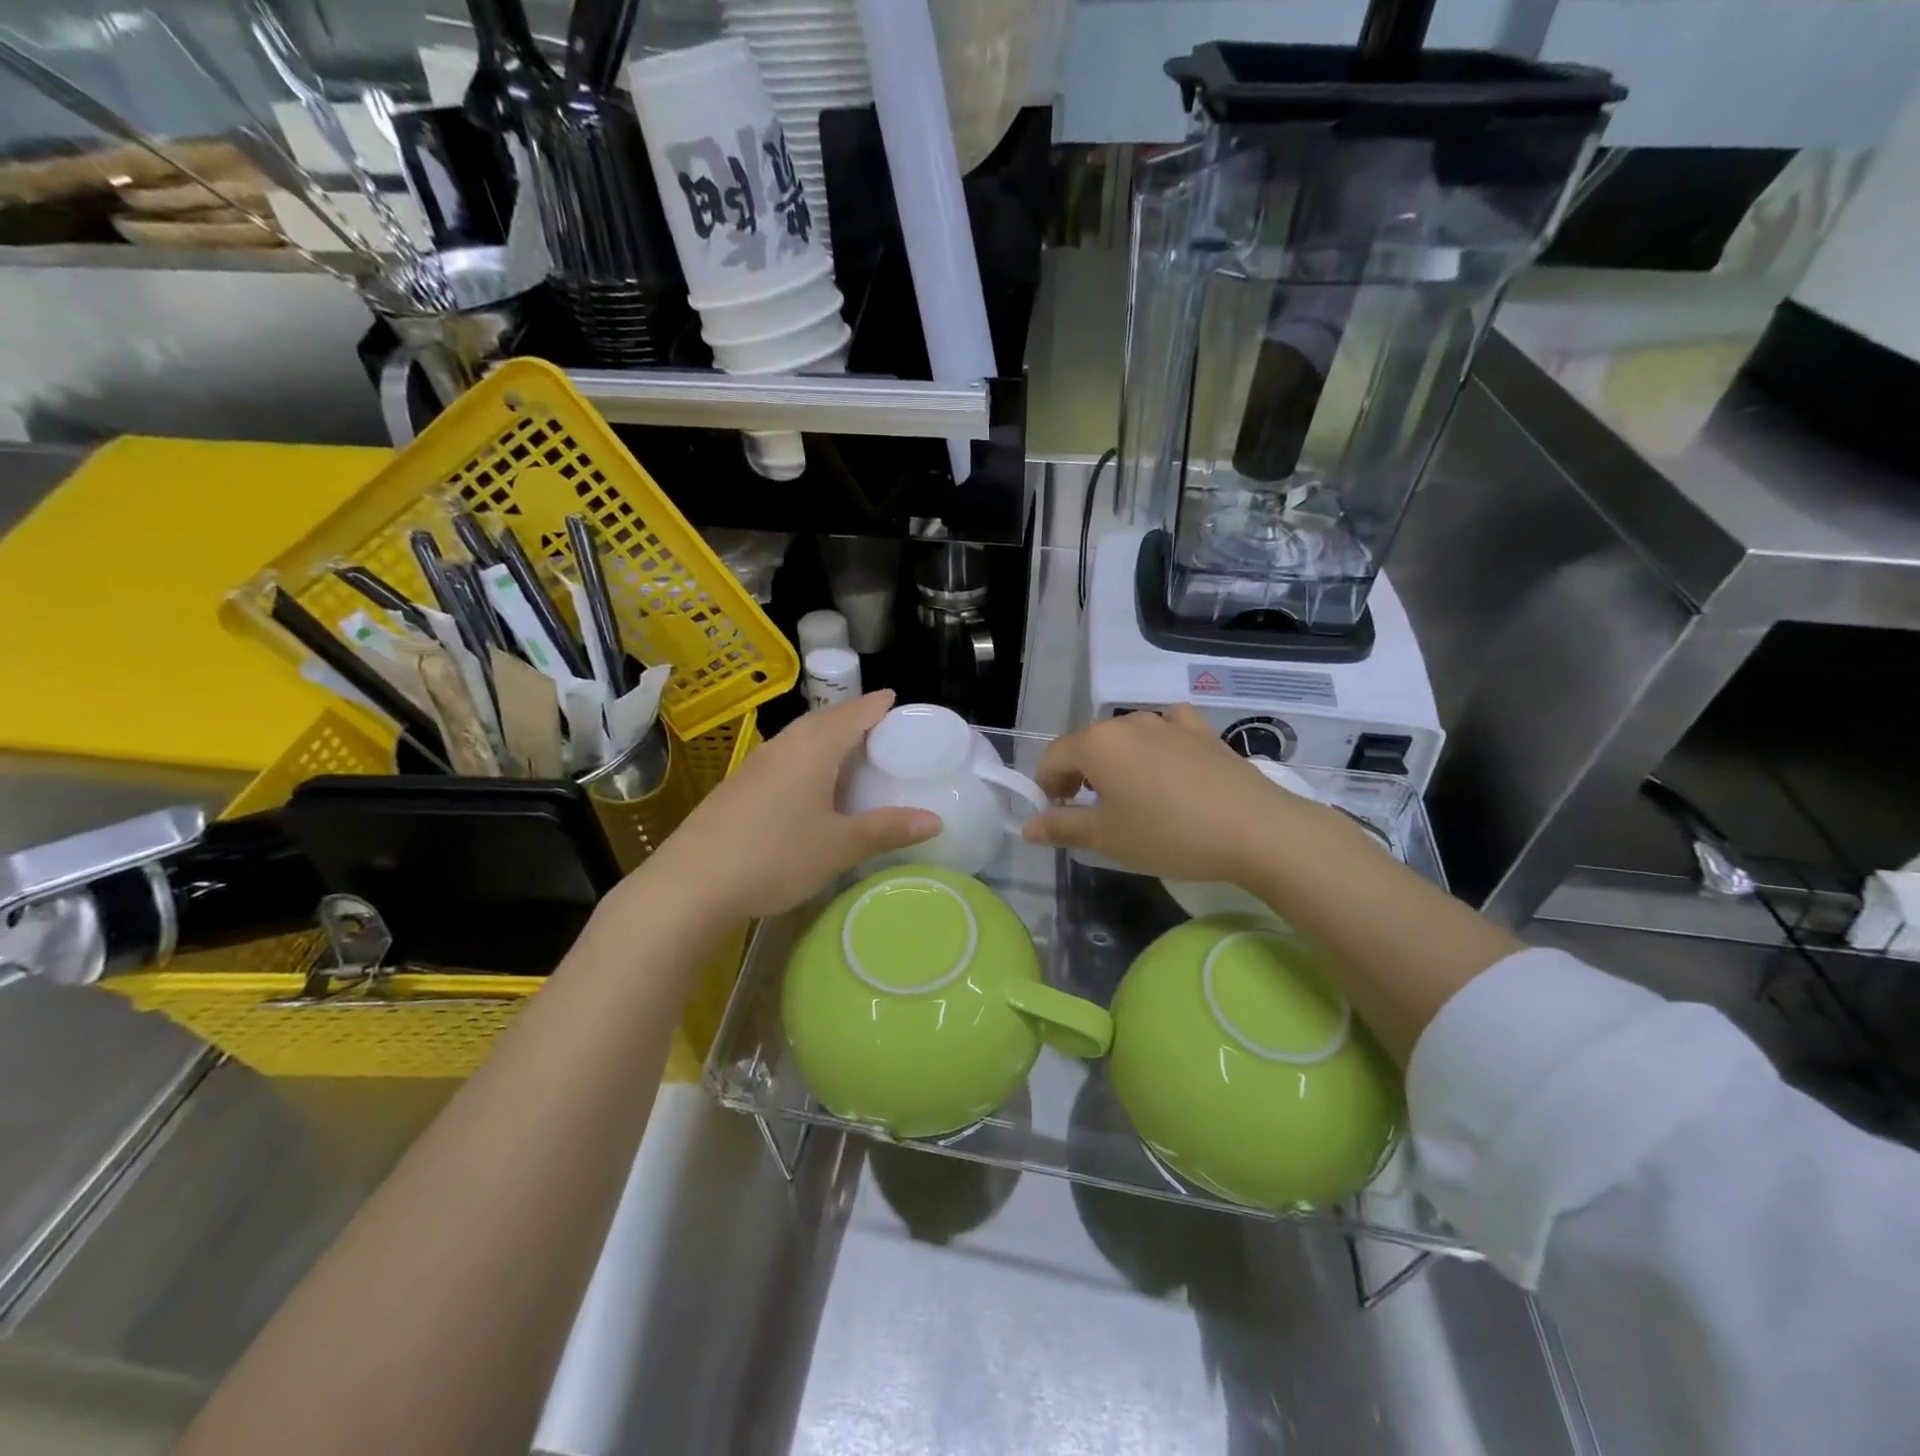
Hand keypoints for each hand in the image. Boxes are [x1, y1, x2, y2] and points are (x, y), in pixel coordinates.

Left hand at [637, 691, 938, 922]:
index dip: (875, 705)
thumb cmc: (776, 856)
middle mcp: (783, 747)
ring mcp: (754, 765)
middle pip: (822, 720)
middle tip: (875, 724)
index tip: (893, 697)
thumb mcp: (839, 846)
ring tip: (844, 749)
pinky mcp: (736, 786)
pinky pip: (780, 757)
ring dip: (823, 735)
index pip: (851, 715)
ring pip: (797, 737)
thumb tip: (935, 819)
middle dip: (850, 716)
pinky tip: (805, 782)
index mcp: (813, 751)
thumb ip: (887, 829)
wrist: (691, 883)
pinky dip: (803, 756)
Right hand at [1022, 706, 1342, 883]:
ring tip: (1132, 798)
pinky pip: (1165, 730)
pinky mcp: (1201, 729)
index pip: (1053, 758)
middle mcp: (1126, 722)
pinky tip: (1167, 766)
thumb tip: (1028, 826)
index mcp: (1096, 744)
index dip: (1047, 787)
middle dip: (1079, 776)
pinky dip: (1155, 746)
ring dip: (1116, 763)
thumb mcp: (1107, 839)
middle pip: (1087, 745)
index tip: (1058, 816)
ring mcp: (1167, 721)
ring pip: (1125, 738)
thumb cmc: (1169, 835)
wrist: (1254, 829)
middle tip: (1090, 813)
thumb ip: (1062, 827)